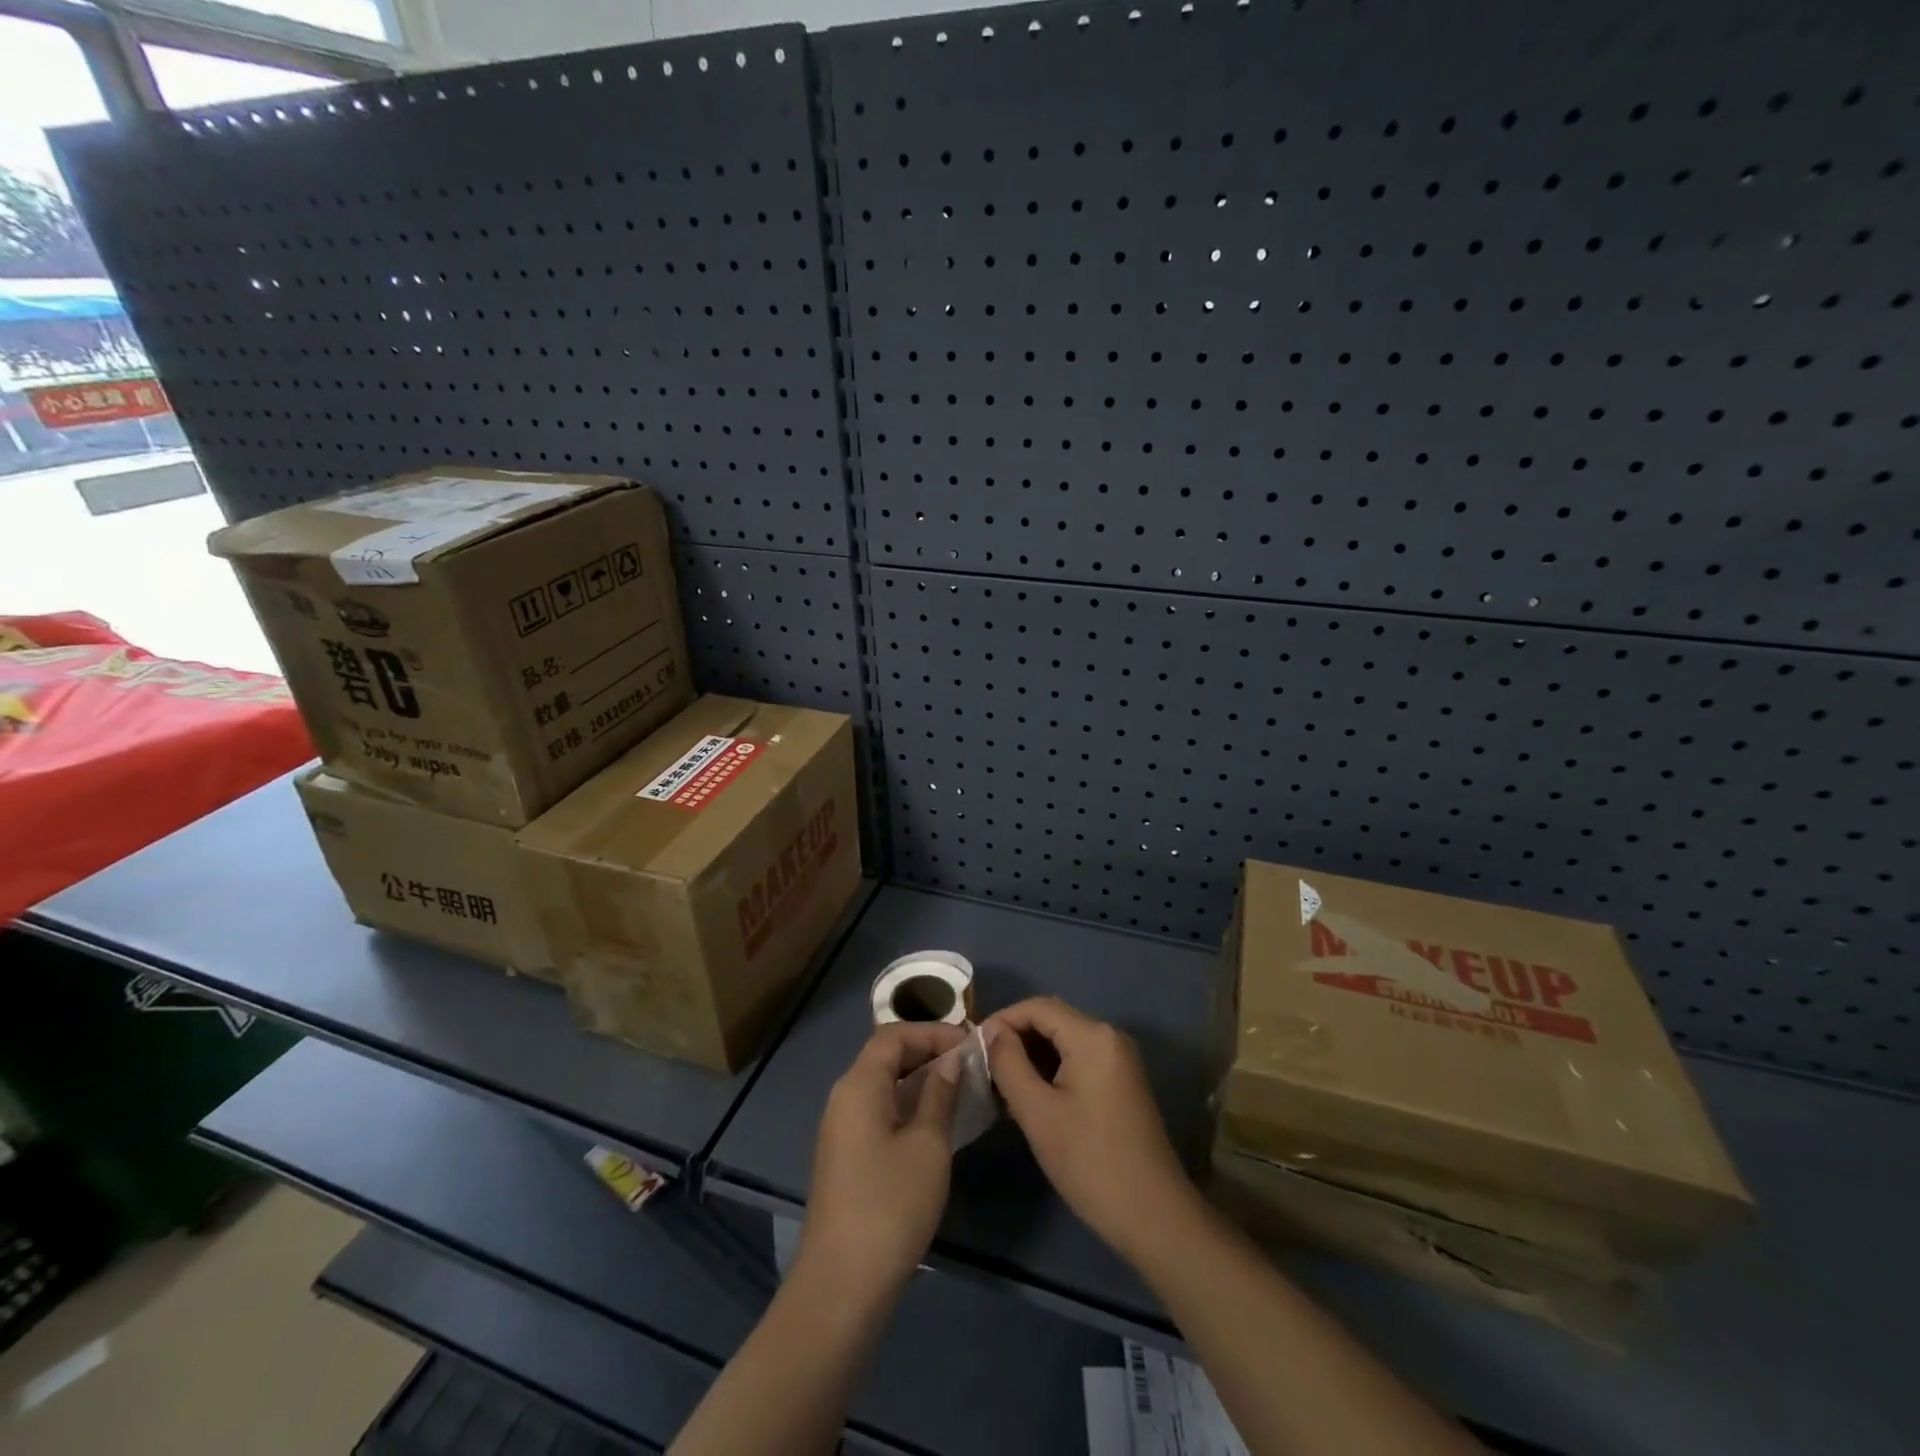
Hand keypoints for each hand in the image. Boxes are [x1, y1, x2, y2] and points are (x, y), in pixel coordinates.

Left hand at [800, 1022, 965, 1294]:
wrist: (842, 1284)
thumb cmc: (891, 1205)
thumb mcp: (928, 1145)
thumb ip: (940, 1094)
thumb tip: (951, 1060)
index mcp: (858, 1085)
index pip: (894, 1035)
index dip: (932, 1032)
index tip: (970, 1043)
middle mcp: (844, 1097)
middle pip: (886, 1056)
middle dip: (928, 1052)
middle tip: (970, 1062)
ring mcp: (842, 1128)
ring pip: (883, 1084)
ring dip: (920, 1079)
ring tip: (962, 1087)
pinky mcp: (847, 1155)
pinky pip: (879, 1110)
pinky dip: (908, 1104)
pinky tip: (938, 1121)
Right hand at [983, 997, 1198, 1263]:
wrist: (1154, 1217)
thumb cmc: (1090, 1161)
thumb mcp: (1037, 1112)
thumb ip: (1008, 1063)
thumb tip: (990, 1032)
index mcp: (1093, 1036)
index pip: (1037, 1007)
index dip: (1002, 1020)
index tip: (973, 1048)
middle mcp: (1109, 1037)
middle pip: (1051, 1021)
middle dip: (1015, 1040)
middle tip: (983, 1070)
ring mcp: (1119, 1060)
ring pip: (1063, 1043)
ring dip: (1030, 1057)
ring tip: (1000, 1087)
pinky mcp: (1121, 1083)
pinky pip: (1078, 1061)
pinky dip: (1050, 1071)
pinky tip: (1029, 1099)